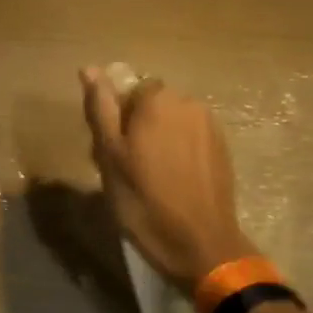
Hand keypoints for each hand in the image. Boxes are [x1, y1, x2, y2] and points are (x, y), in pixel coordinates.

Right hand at [80, 67, 255, 291]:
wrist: (200, 245)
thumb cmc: (144, 199)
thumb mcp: (109, 155)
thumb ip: (101, 108)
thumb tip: (90, 68)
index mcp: (157, 99)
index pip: (127, 87)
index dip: (115, 115)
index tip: (108, 146)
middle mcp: (188, 103)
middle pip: (151, 103)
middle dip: (136, 125)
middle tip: (123, 165)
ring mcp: (210, 126)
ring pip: (171, 122)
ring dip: (157, 139)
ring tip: (147, 177)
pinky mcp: (222, 150)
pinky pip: (190, 139)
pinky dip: (177, 153)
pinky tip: (171, 182)